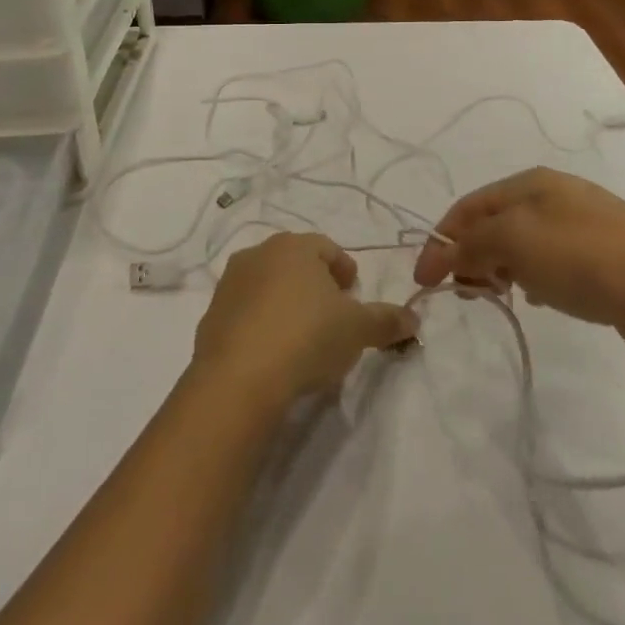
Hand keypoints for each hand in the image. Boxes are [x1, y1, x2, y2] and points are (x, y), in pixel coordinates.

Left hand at [191, 233, 417, 403]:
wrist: (239, 378)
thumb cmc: (307, 337)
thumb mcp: (358, 330)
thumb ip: (387, 320)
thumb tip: (413, 317)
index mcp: (295, 246)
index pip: (327, 248)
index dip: (344, 271)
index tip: (354, 296)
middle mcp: (259, 253)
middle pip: (295, 263)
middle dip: (315, 285)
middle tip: (332, 316)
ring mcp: (230, 283)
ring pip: (267, 285)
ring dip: (285, 302)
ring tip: (302, 338)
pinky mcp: (211, 315)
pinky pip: (245, 313)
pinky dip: (260, 325)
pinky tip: (273, 354)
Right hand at [412, 167, 624, 364]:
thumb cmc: (585, 257)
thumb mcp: (515, 242)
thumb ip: (471, 245)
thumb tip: (444, 256)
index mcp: (530, 182)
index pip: (469, 206)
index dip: (441, 240)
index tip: (423, 280)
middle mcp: (554, 196)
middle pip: (494, 222)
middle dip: (469, 254)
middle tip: (462, 292)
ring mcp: (583, 225)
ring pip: (521, 243)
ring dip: (498, 267)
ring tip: (495, 296)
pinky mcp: (605, 258)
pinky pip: (550, 262)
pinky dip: (531, 277)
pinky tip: (537, 299)